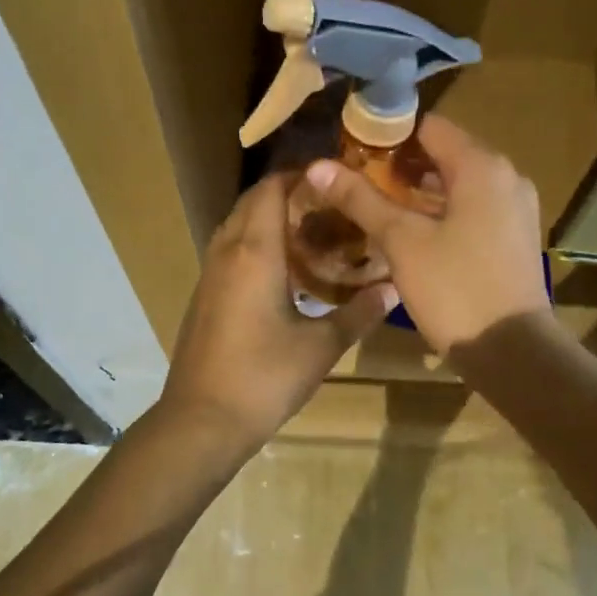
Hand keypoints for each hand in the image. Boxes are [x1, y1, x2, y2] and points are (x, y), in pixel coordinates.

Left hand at [156, 174, 396, 454]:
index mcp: (256, 252)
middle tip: (328, 204)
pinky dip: (253, 244)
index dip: (299, 175)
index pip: (271, 189)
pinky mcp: (203, 296)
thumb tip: (394, 289)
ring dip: (266, 218)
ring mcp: (209, 274)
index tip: (333, 177)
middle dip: (286, 193)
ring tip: (308, 231)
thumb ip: (359, 313)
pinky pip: (228, 251)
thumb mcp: (321, 346)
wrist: (202, 420)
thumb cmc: (265, 377)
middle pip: (251, 202)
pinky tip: (281, 271)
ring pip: (236, 226)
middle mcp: (227, 252)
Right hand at [305, 115, 549, 353]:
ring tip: (375, 208)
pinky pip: (472, 210)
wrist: (514, 352)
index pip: (429, 126)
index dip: (388, 135)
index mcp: (481, 166)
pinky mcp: (514, 238)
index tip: (353, 153)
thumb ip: (361, 199)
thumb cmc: (455, 289)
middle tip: (357, 183)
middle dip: (400, 167)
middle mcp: (506, 177)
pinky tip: (410, 236)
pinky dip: (442, 213)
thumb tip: (317, 165)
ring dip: (419, 192)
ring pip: (459, 185)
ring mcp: (514, 209)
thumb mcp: (401, 242)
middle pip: (445, 154)